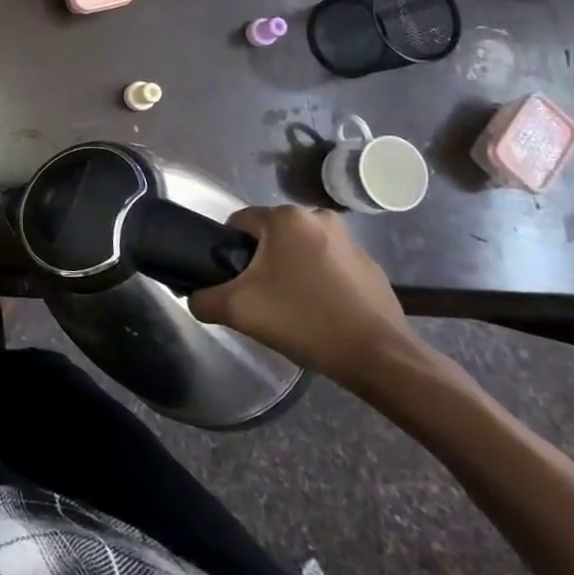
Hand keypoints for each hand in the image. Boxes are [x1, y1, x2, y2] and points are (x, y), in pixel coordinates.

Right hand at [188, 204, 416, 390]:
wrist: (379, 357)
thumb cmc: (304, 321)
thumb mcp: (237, 310)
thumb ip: (203, 299)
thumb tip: (194, 297)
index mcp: (285, 218)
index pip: (238, 222)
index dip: (228, 251)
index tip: (234, 282)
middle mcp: (318, 217)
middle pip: (270, 236)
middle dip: (262, 262)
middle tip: (261, 298)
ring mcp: (350, 240)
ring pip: (300, 249)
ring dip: (291, 269)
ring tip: (292, 308)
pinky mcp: (371, 265)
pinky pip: (330, 265)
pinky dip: (320, 281)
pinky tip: (322, 312)